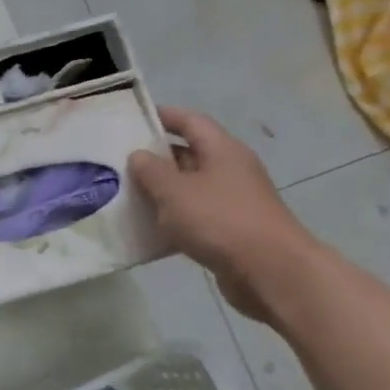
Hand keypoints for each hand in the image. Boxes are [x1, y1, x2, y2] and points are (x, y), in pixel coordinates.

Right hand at [129, 107, 317, 321]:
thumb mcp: (175, 191)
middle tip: (118, 160)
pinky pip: (195, 215)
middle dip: (155, 156)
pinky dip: (173, 217)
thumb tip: (138, 155)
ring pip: (190, 186)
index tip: (132, 118)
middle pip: (189, 153)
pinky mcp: (232, 230)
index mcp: (222, 150)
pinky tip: (148, 227)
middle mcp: (231, 170)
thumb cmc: (220, 220)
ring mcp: (233, 201)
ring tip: (125, 193)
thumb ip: (151, 170)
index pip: (190, 121)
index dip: (162, 116)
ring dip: (161, 190)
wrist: (272, 273)